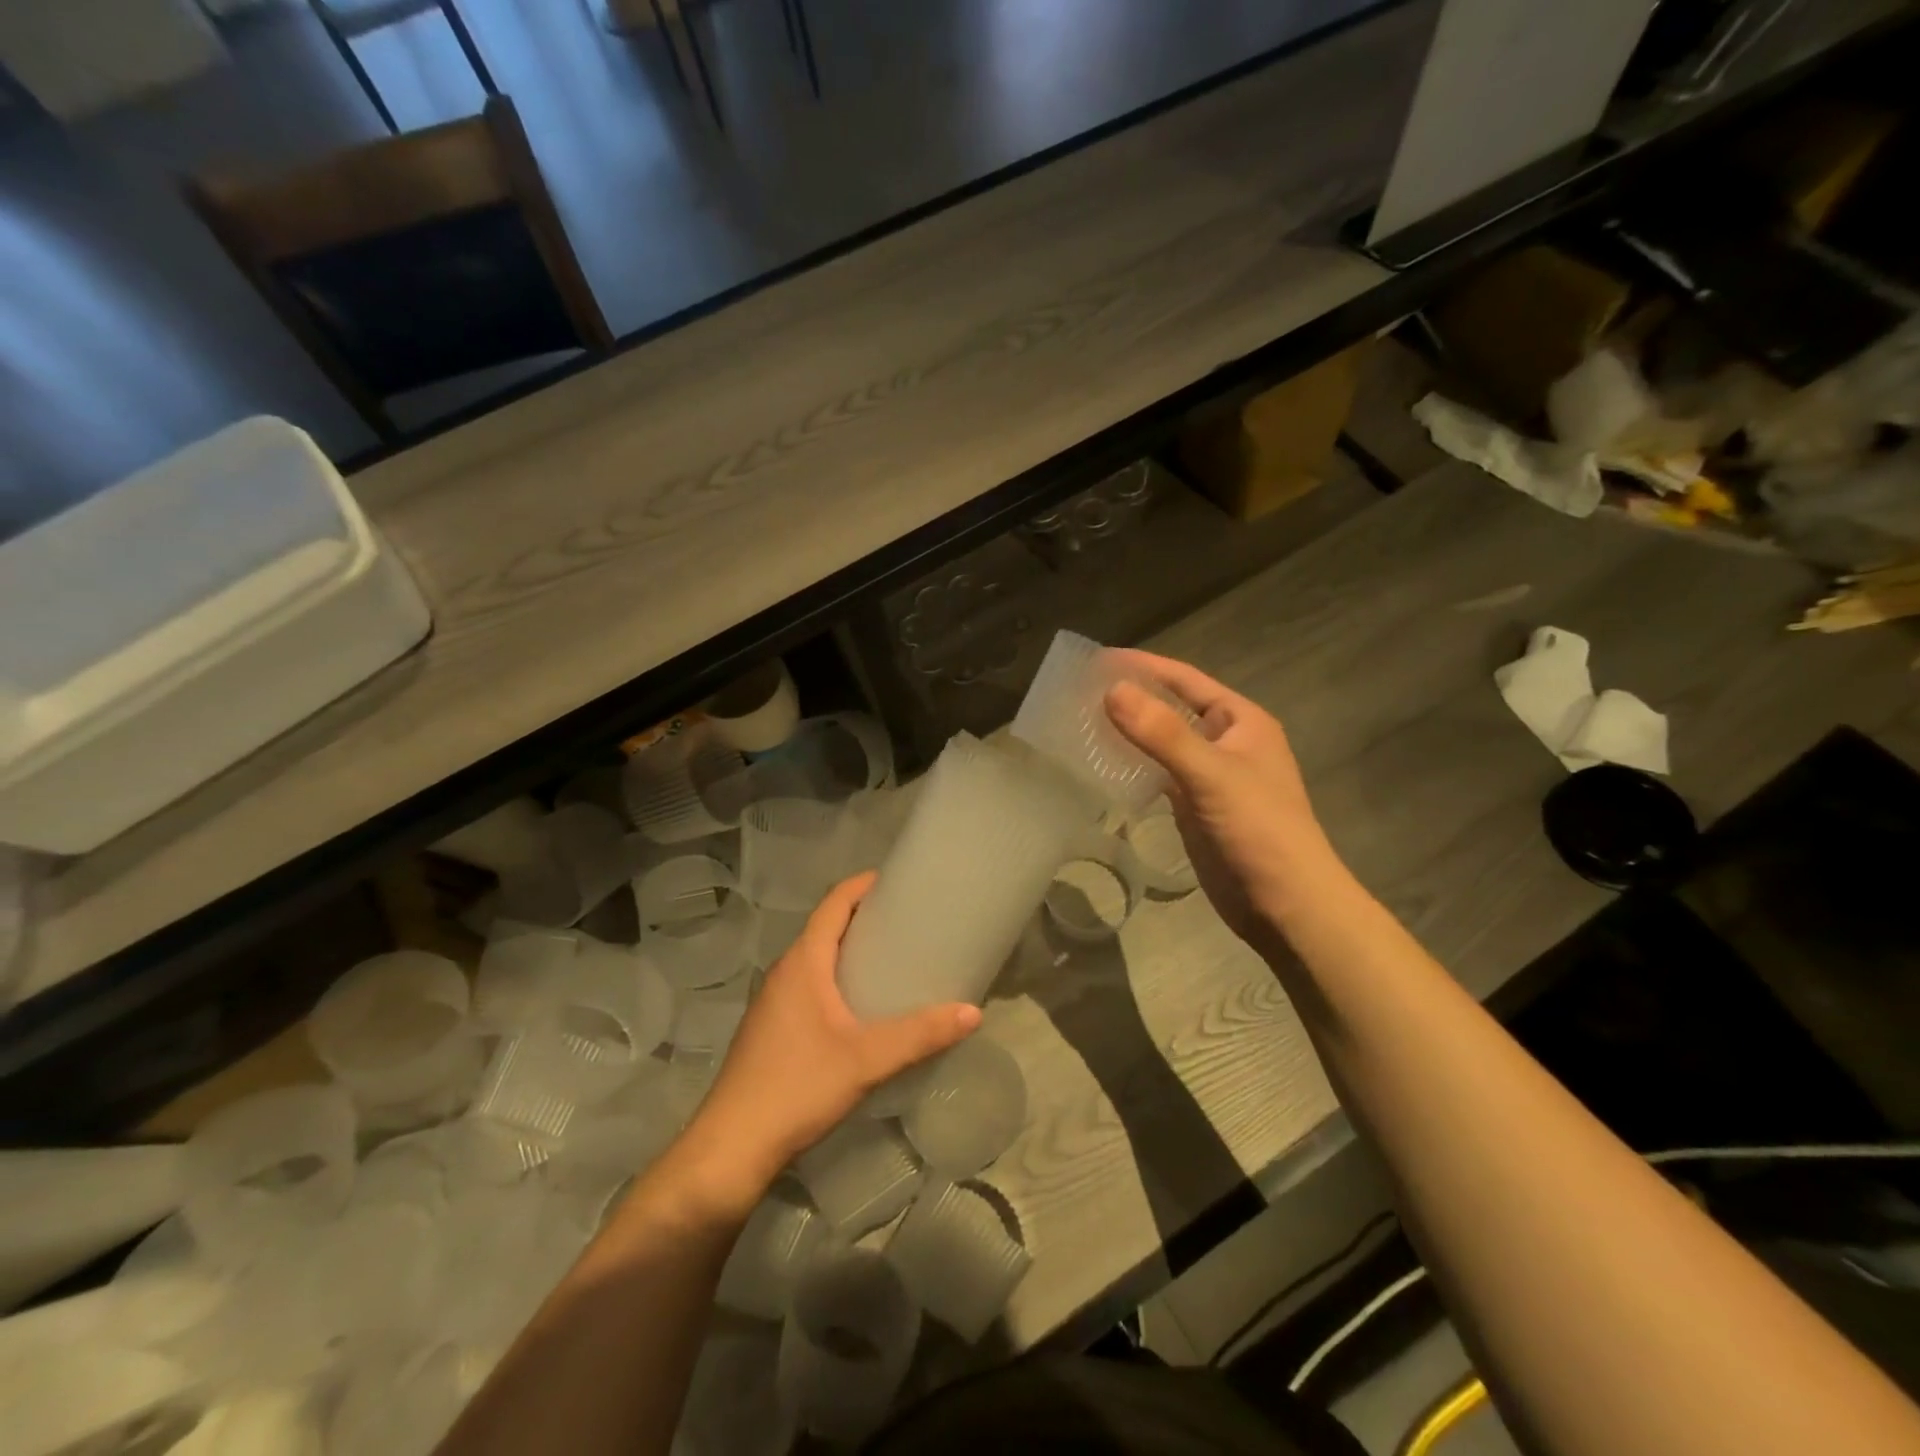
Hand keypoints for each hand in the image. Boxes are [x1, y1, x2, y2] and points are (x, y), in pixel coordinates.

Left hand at [686, 873, 980, 1201]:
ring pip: (818, 958)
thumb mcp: (866, 1060)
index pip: (834, 902)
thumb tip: (972, 1012)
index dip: (864, 884)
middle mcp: (785, 972)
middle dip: (866, 916)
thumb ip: (920, 1035)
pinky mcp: (773, 1028)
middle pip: (827, 926)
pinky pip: (811, 984)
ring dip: (851, 949)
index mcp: (803, 962)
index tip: (900, 880)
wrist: (731, 1148)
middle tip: (911, 921)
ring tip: (895, 959)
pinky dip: (839, 978)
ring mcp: (774, 1001)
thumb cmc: (797, 1087)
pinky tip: (864, 1007)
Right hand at [1105, 650, 1341, 945]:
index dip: (1144, 667)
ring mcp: (1209, 777)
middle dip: (1132, 698)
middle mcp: (1226, 742)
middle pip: (1171, 709)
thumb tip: (1111, 690)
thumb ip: (1162, 733)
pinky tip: (1102, 765)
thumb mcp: (1211, 774)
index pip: (1186, 680)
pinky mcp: (1195, 808)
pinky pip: (1158, 776)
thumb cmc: (1259, 830)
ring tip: (1081, 723)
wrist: (1286, 905)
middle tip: (1079, 692)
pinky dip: (1132, 767)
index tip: (1097, 659)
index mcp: (1241, 721)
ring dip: (1129, 733)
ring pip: (1162, 744)